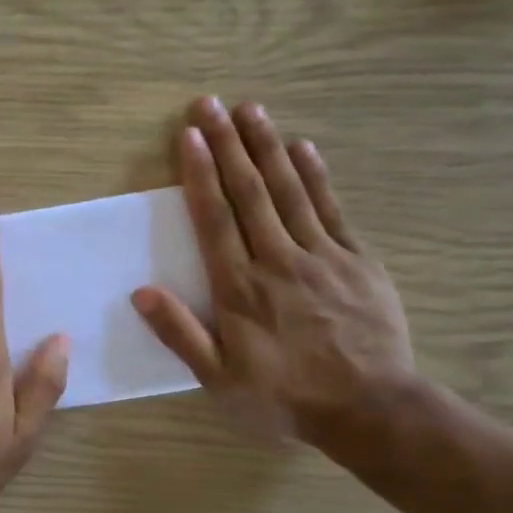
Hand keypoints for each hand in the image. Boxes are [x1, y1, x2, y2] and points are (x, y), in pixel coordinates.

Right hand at [131, 98, 416, 458]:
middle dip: (227, 144)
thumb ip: (181, 334)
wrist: (370, 408)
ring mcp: (321, 255)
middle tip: (210, 104)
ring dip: (267, 147)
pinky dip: (316, 175)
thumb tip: (142, 292)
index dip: (200, 174)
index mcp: (239, 287)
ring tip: (251, 109)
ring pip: (289, 190)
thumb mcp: (220, 379)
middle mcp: (276, 259)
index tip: (189, 136)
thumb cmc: (284, 396)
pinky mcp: (357, 260)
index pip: (214, 219)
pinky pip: (332, 209)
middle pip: (248, 192)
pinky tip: (303, 147)